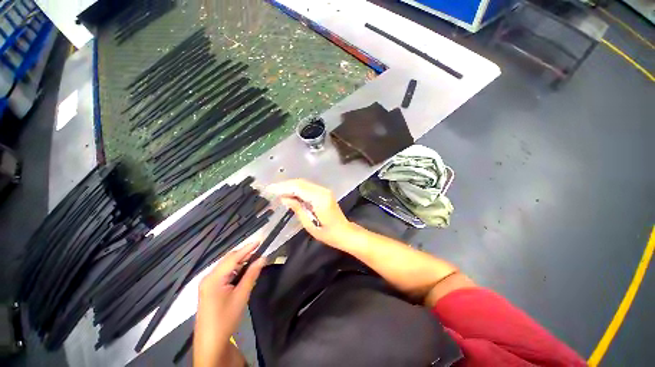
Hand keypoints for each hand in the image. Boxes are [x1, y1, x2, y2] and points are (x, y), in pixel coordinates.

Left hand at [194, 242, 265, 366]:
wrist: (211, 342)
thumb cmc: (226, 318)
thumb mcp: (241, 295)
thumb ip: (252, 274)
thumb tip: (263, 258)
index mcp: (213, 278)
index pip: (233, 258)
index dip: (247, 248)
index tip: (260, 240)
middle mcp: (208, 277)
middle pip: (228, 260)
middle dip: (244, 254)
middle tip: (259, 250)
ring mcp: (208, 283)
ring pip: (226, 266)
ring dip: (240, 262)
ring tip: (254, 258)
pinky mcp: (210, 289)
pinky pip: (224, 273)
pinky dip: (235, 270)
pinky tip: (244, 270)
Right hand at [267, 179, 352, 245]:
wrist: (344, 232)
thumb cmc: (327, 233)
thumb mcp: (309, 224)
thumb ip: (297, 209)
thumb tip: (284, 198)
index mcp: (319, 199)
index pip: (298, 188)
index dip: (283, 187)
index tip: (270, 189)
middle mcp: (323, 191)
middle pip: (301, 183)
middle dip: (285, 185)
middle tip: (272, 189)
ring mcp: (325, 190)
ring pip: (304, 183)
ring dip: (290, 186)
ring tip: (277, 190)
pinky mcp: (324, 192)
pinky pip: (308, 187)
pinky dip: (297, 188)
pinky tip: (290, 193)